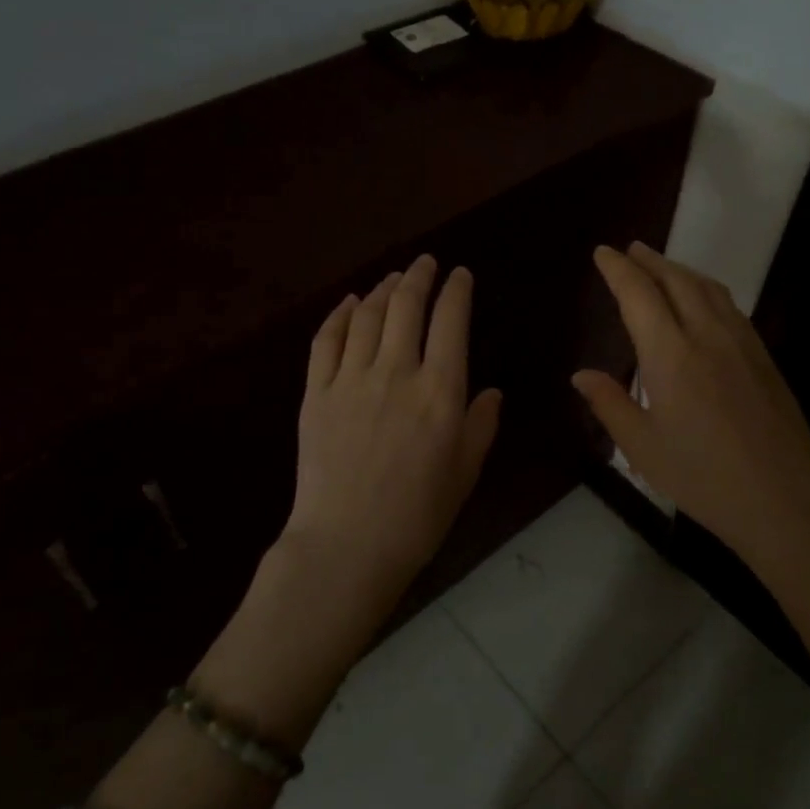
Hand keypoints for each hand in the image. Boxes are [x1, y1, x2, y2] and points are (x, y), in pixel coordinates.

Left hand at [281, 255, 502, 616]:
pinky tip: (348, 303)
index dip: (456, 291)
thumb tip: (492, 392)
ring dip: (382, 289)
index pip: (451, 321)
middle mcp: (396, 372)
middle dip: (419, 277)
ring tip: (392, 279)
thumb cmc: (418, 515)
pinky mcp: (317, 393)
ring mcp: (350, 379)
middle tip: (425, 263)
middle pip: (406, 306)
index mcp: (440, 391)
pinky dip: (338, 315)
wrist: (347, 545)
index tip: (460, 275)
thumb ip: (481, 425)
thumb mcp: (465, 472)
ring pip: (366, 316)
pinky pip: (326, 340)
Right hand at [572, 242, 809, 579]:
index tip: (603, 253)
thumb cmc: (704, 477)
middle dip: (650, 260)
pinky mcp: (763, 357)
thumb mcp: (643, 448)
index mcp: (671, 355)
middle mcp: (707, 336)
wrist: (785, 499)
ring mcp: (741, 343)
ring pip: (708, 288)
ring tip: (661, 266)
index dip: (618, 270)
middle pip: (676, 280)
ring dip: (680, 269)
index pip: (639, 295)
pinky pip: (730, 306)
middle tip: (629, 249)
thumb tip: (581, 375)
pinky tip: (703, 301)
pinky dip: (706, 289)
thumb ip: (610, 404)